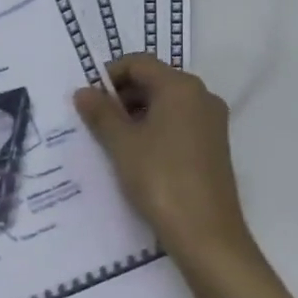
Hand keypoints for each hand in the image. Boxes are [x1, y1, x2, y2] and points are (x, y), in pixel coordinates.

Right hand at [74, 55, 256, 267]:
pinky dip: (156, 129)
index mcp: (181, 87)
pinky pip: (180, 123)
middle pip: (155, 80)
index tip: (88, 99)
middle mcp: (202, 96)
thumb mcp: (122, 145)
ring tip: (112, 140)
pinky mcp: (215, 146)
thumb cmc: (161, 179)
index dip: (110, 75)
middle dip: (123, 95)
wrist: (207, 234)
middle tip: (96, 121)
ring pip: (167, 103)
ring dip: (138, 114)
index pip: (139, 63)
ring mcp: (212, 122)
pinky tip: (138, 155)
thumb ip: (101, 113)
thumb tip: (83, 91)